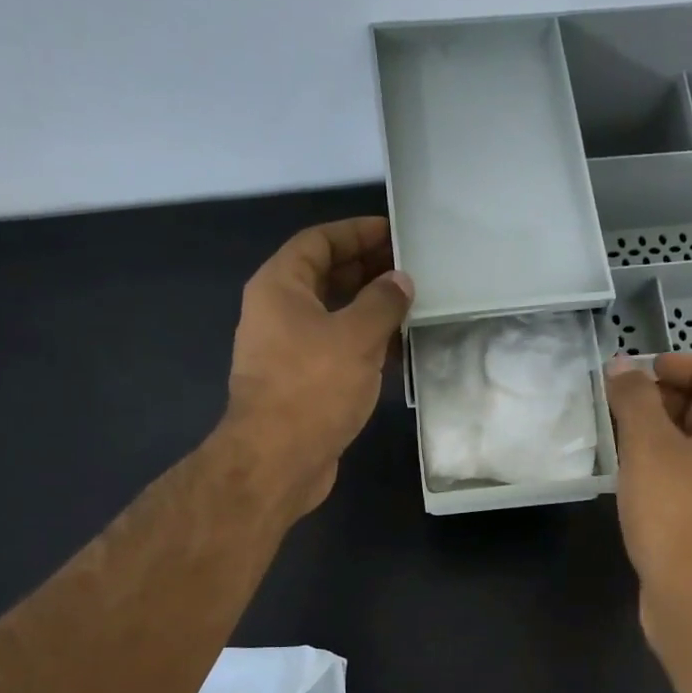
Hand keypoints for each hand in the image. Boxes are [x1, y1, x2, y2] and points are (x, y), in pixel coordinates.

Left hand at [225, 217, 411, 515]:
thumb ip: (383, 302)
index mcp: (280, 287)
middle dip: (367, 270)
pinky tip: (396, 350)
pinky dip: (364, 344)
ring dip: (369, 310)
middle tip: (412, 269)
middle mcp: (278, 313)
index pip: (319, 242)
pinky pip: (336, 350)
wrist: (278, 460)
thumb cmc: (313, 387)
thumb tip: (400, 281)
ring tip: (413, 306)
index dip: (356, 232)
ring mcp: (287, 351)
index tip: (395, 232)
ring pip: (333, 317)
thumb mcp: (356, 336)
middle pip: (326, 277)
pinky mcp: (302, 385)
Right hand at [607, 352, 691, 621]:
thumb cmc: (678, 513)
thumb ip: (636, 400)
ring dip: (664, 434)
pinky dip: (664, 467)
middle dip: (673, 397)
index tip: (653, 370)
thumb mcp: (650, 446)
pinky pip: (691, 480)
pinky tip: (630, 477)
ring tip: (620, 434)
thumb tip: (623, 366)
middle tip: (628, 401)